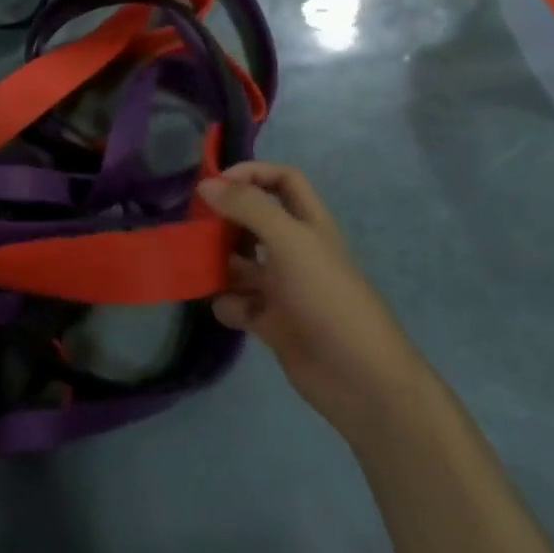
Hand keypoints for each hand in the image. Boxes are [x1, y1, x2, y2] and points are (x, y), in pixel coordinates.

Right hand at [195, 162, 426, 439]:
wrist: (360, 379)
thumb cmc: (328, 299)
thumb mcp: (290, 242)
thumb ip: (248, 208)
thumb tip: (205, 183)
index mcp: (309, 226)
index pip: (283, 181)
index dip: (252, 173)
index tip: (215, 181)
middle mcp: (294, 252)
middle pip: (253, 221)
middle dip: (224, 220)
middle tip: (194, 223)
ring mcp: (282, 288)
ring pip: (238, 263)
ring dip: (216, 263)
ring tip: (196, 264)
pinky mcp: (270, 321)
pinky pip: (236, 303)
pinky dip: (228, 304)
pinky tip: (230, 309)